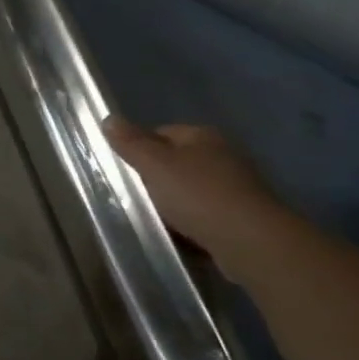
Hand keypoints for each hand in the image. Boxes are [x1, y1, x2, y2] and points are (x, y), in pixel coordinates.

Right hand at [105, 117, 291, 267]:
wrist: (250, 241)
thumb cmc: (197, 195)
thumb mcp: (154, 165)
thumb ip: (130, 143)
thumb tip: (108, 118)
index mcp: (203, 136)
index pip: (160, 133)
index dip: (138, 149)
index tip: (123, 171)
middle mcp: (222, 155)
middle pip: (175, 162)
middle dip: (154, 178)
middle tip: (134, 197)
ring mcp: (235, 186)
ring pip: (189, 189)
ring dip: (172, 203)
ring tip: (154, 218)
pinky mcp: (241, 215)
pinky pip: (204, 213)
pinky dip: (189, 222)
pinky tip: (178, 235)